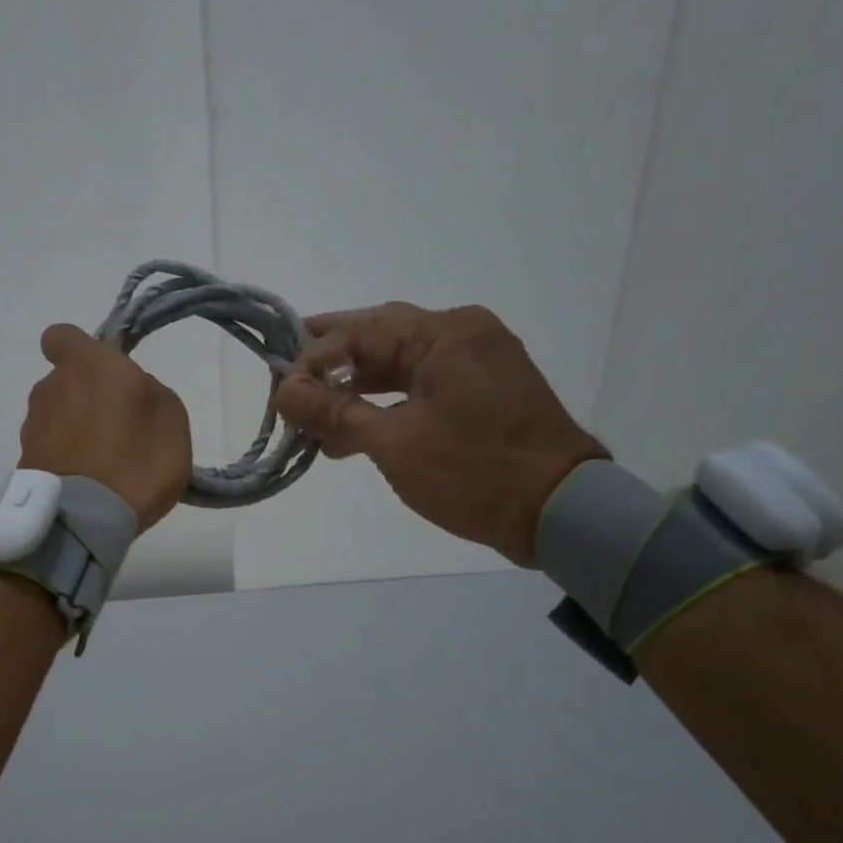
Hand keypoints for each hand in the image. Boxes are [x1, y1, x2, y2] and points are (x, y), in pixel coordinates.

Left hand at [20, 324, 192, 532]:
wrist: (86, 520)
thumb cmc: (137, 459)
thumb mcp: (171, 418)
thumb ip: (148, 391)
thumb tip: (131, 392)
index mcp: (88, 365)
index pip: (61, 336)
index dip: (77, 350)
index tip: (100, 373)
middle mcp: (51, 387)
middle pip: (64, 382)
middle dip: (84, 398)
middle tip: (116, 429)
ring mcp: (32, 426)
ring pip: (55, 416)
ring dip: (73, 431)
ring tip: (101, 465)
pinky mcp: (24, 461)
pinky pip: (49, 450)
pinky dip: (64, 460)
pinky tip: (86, 485)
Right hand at [271, 303, 607, 564]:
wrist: (561, 511)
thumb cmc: (474, 473)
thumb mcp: (395, 443)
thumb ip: (335, 412)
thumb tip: (284, 392)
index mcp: (443, 334)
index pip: (359, 331)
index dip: (312, 360)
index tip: (281, 395)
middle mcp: (462, 333)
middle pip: (380, 337)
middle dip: (331, 364)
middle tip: (289, 385)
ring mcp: (478, 360)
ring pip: (400, 363)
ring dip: (357, 388)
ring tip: (316, 418)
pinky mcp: (485, 388)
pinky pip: (423, 382)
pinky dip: (388, 401)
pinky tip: (357, 428)